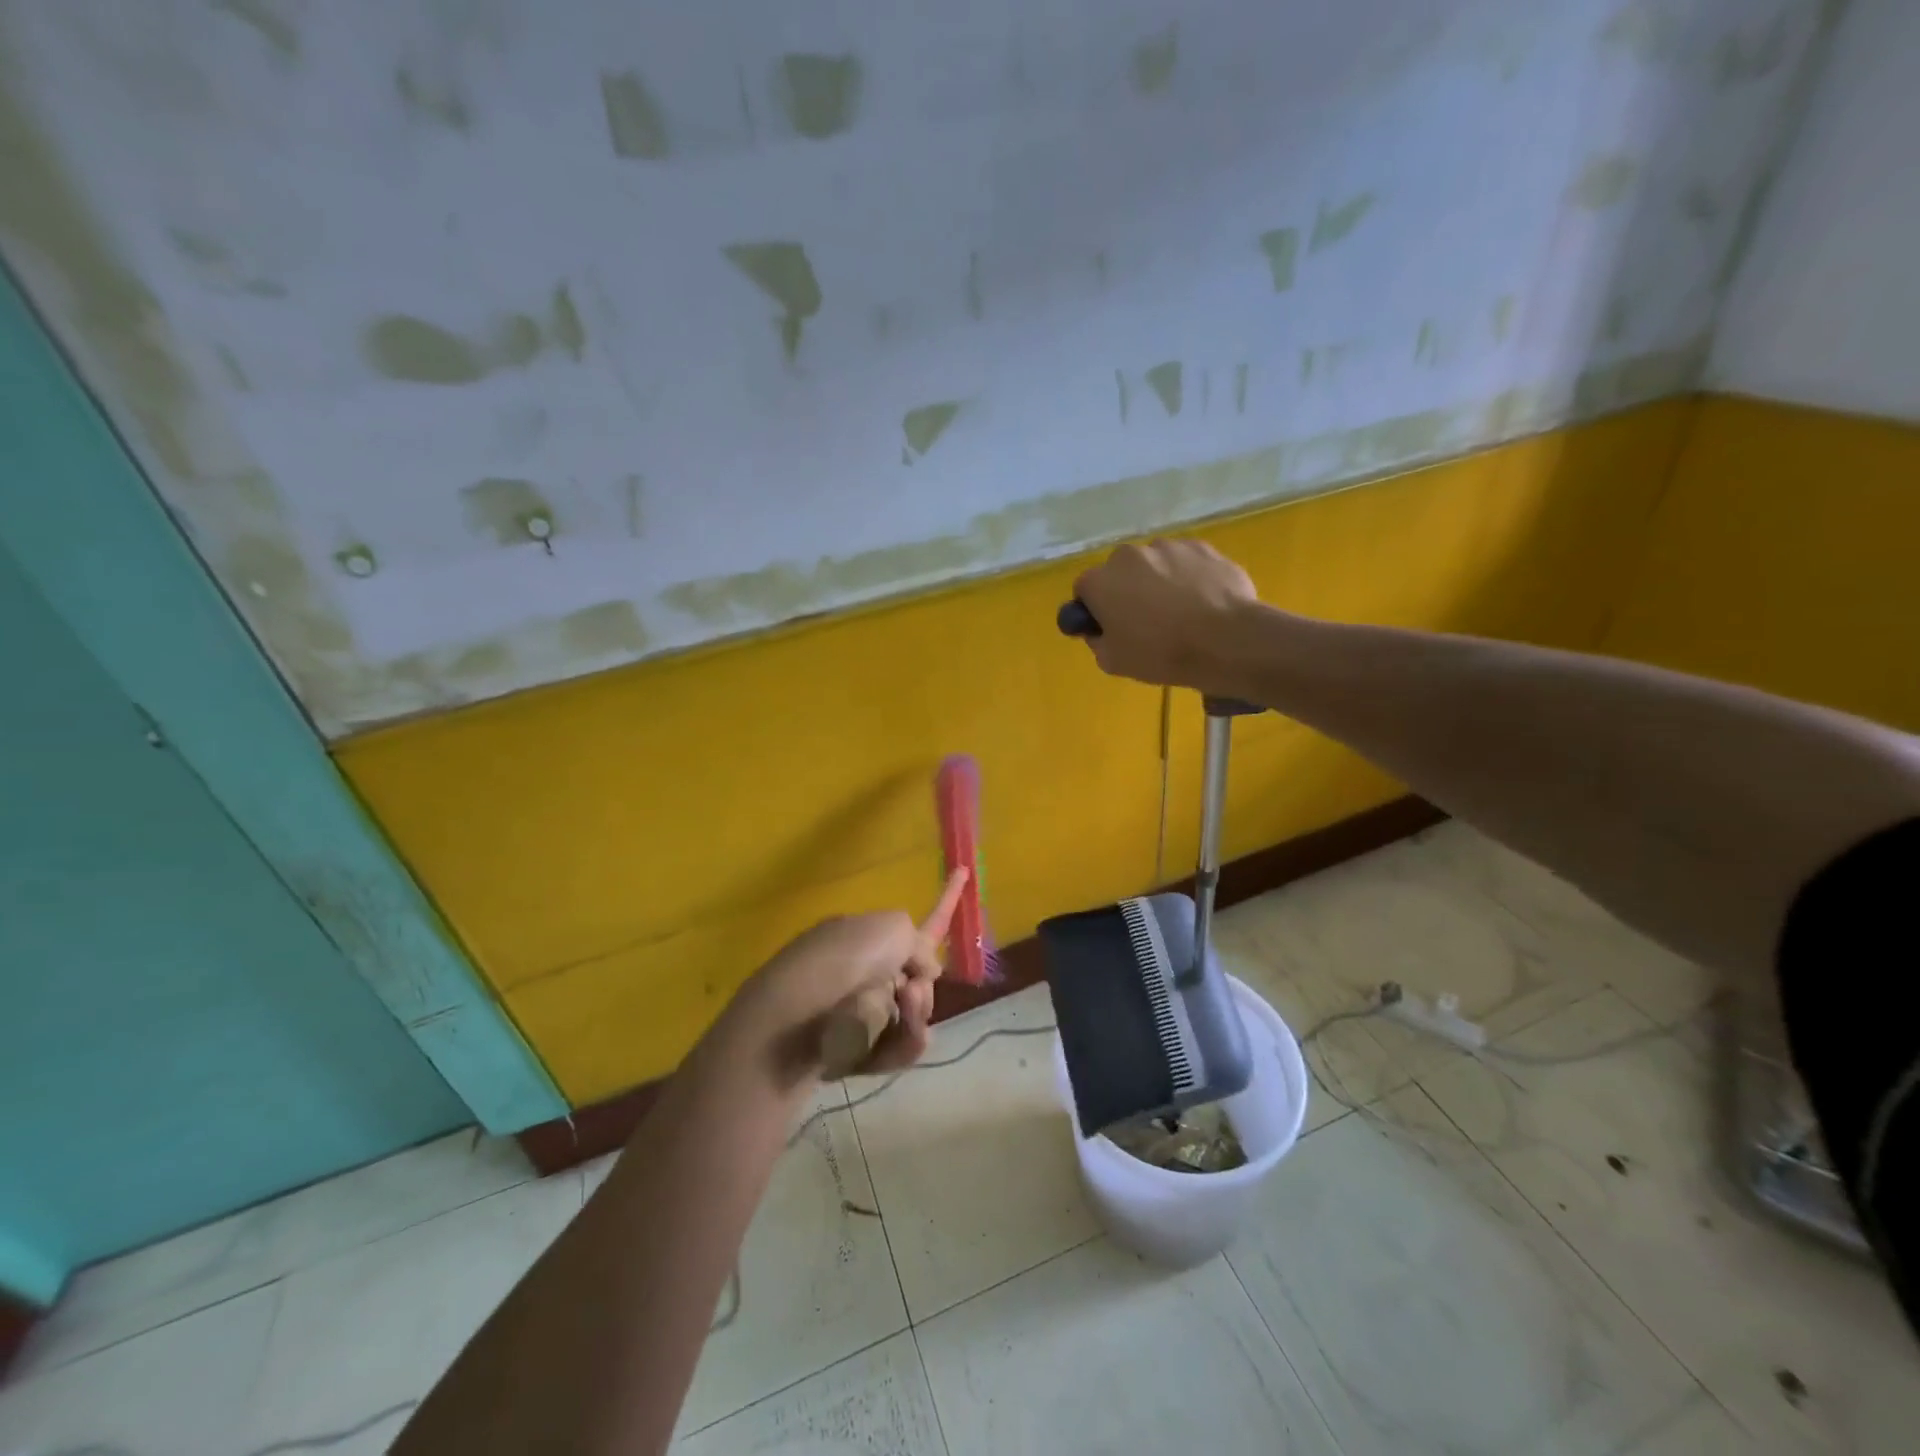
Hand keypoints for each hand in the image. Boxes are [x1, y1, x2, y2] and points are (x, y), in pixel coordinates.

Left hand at [718, 869, 968, 1086]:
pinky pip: (899, 1048)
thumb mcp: (891, 931)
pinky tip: (890, 1045)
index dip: (945, 897)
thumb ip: (918, 943)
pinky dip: (900, 1045)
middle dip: (922, 989)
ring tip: (895, 1018)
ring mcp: (860, 1011)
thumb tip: (918, 974)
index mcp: (867, 934)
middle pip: (920, 981)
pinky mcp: (856, 1050)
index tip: (964, 869)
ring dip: (914, 1018)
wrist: (790, 1024)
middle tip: (907, 994)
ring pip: (914, 1017)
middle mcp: (864, 969)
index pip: (915, 918)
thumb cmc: (840, 962)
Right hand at [1072, 538, 1259, 690]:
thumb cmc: (1161, 654)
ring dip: (1158, 581)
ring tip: (1180, 612)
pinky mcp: (1201, 547)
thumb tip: (1099, 629)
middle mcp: (1127, 555)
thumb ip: (1096, 640)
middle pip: (1119, 572)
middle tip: (1145, 621)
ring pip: (1154, 564)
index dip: (1094, 610)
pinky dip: (1188, 577)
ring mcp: (1167, 547)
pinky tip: (1203, 602)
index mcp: (1100, 581)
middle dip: (1126, 591)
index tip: (1109, 628)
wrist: (1225, 640)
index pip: (1084, 590)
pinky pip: (1185, 562)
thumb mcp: (1113, 662)